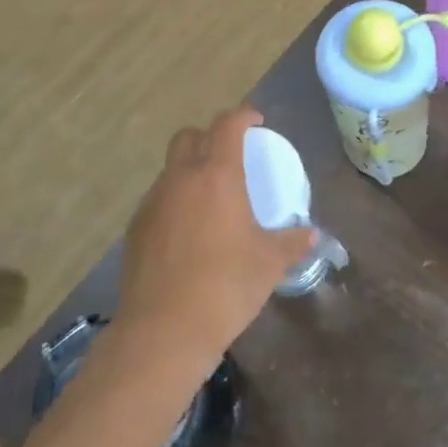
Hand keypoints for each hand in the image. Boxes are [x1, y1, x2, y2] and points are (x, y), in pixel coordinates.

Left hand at [116, 106, 316, 372]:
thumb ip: (293, 242)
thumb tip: (312, 235)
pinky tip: (189, 233)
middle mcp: (180, 179)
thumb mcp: (270, 263)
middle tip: (231, 156)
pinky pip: (158, 200)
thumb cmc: (226, 287)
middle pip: (189, 137)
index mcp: (217, 176)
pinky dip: (175, 202)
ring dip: (190, 171)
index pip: (227, 125)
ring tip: (211, 200)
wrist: (163, 331)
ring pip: (170, 169)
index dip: (243, 115)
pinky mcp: (135, 229)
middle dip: (210, 136)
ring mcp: (152, 203)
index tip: (257, 122)